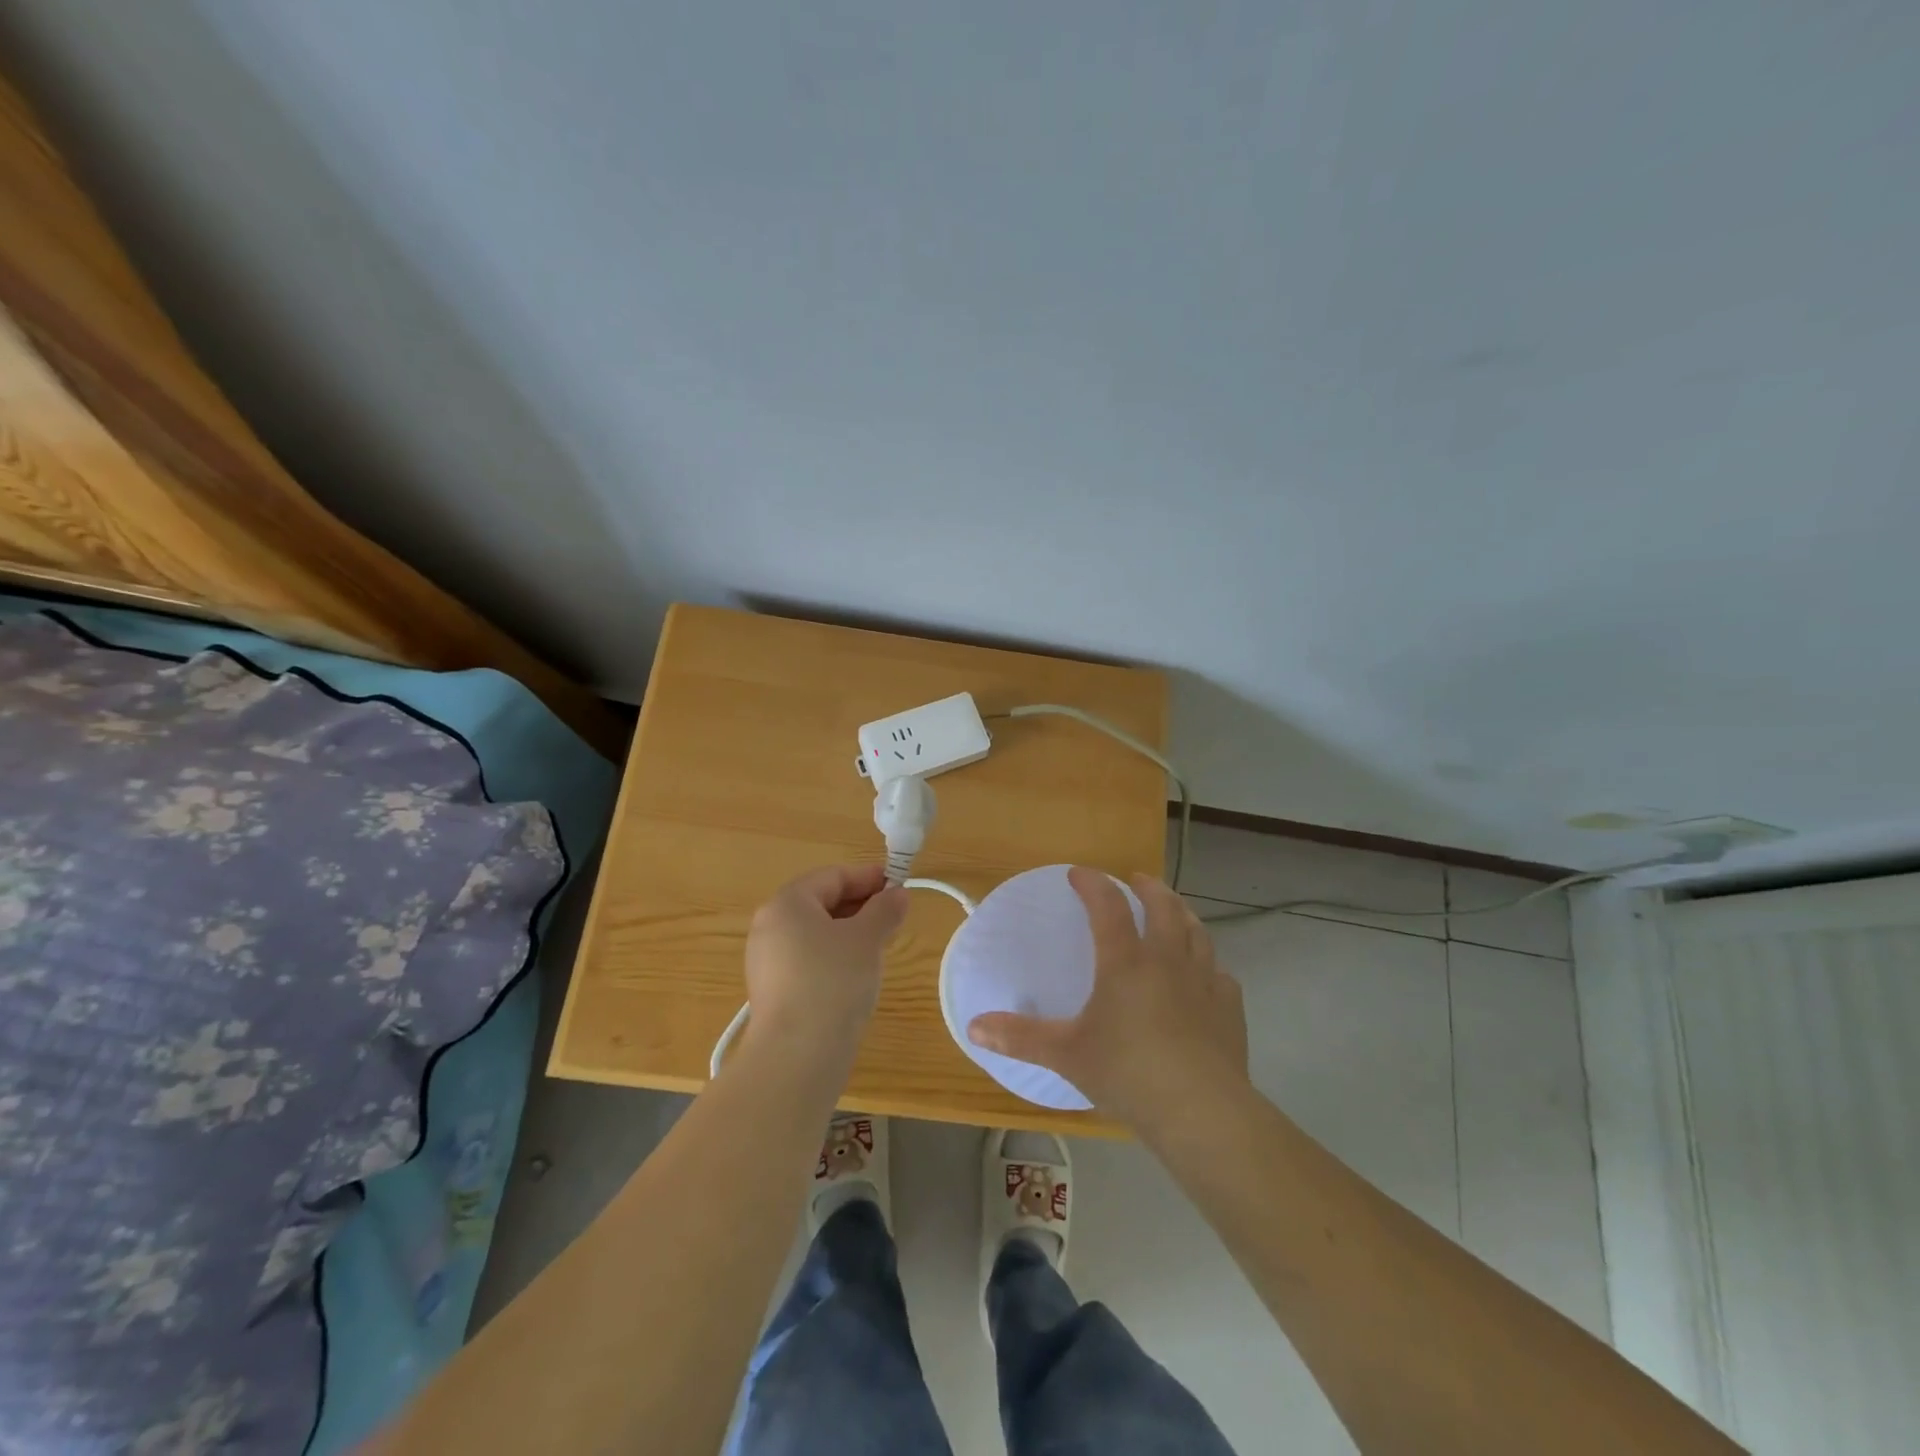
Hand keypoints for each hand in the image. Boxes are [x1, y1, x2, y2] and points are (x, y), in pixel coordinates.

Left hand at [744, 865, 908, 1057]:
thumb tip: (897, 894)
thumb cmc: (833, 982)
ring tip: (881, 944)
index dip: (869, 877)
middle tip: (894, 915)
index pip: (833, 876)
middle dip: (860, 905)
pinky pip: (808, 959)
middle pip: (821, 902)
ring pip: (815, 933)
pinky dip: (834, 956)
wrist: (797, 1056)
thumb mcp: (867, 939)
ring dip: (849, 932)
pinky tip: (857, 973)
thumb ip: (885, 909)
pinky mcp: (772, 991)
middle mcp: (770, 925)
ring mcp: (766, 960)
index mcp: (787, 903)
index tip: (900, 884)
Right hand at [967, 865, 1248, 1128]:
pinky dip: (1210, 965)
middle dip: (1149, 888)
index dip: (1093, 884)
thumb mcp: (1066, 1054)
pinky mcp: (1229, 1009)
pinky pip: (1221, 974)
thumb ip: (1020, 1037)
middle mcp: (1167, 960)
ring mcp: (1204, 982)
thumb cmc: (1127, 1073)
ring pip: (1197, 933)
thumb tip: (973, 1026)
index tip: (1078, 874)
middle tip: (1137, 880)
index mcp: (1125, 962)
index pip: (1108, 906)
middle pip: (1163, 907)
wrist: (1201, 1110)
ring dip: (1183, 914)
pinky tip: (1207, 975)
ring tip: (1175, 911)